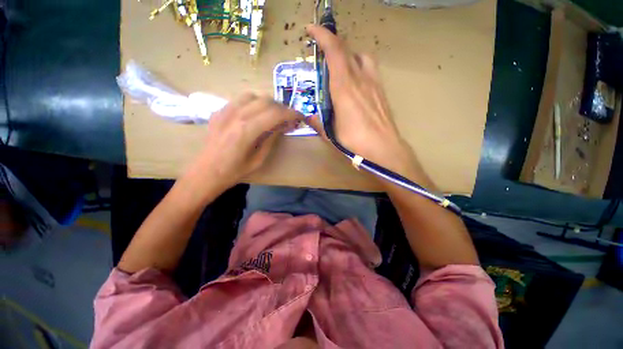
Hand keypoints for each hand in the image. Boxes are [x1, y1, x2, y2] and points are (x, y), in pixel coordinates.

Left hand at [184, 93, 301, 190]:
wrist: (206, 173)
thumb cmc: (235, 171)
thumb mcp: (259, 160)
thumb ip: (271, 139)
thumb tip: (284, 125)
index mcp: (247, 131)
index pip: (275, 113)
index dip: (291, 113)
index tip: (300, 117)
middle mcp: (236, 115)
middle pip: (266, 100)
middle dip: (281, 108)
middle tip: (287, 119)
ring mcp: (225, 111)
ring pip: (253, 95)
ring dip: (267, 103)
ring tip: (272, 115)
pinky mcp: (219, 111)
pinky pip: (240, 99)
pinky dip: (253, 103)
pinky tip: (255, 114)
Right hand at [306, 25, 431, 187]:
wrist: (384, 148)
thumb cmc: (355, 143)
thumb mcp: (331, 134)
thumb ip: (317, 123)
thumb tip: (307, 116)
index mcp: (344, 88)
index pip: (334, 51)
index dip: (323, 35)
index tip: (312, 29)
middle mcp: (360, 79)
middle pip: (347, 50)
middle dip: (332, 45)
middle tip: (322, 55)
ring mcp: (373, 83)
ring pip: (360, 56)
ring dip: (348, 55)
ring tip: (340, 68)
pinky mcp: (381, 90)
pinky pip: (369, 68)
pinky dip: (359, 66)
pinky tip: (356, 82)